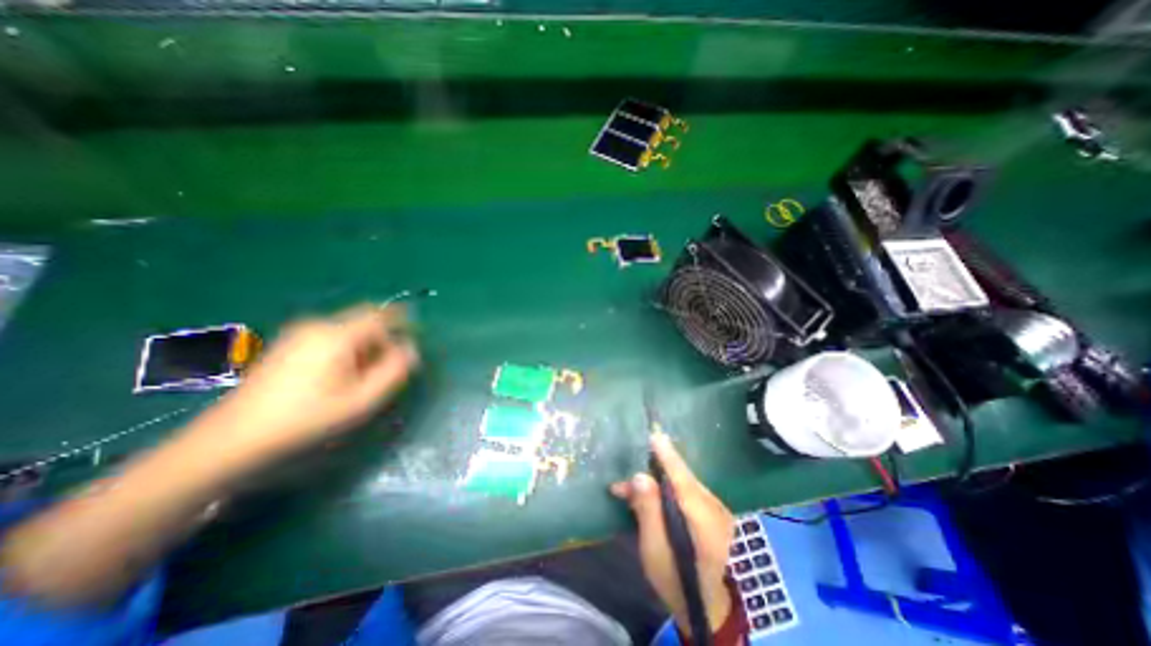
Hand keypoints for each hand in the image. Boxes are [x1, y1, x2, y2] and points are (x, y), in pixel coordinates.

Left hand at [199, 306, 418, 457]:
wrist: (232, 439)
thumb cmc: (308, 418)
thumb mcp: (363, 399)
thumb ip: (394, 370)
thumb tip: (410, 348)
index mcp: (337, 334)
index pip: (382, 314)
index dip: (403, 321)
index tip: (416, 337)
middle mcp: (318, 325)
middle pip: (365, 319)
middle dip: (384, 337)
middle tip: (390, 365)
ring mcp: (299, 333)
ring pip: (349, 329)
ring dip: (366, 345)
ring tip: (365, 376)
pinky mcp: (288, 344)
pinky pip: (332, 336)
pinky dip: (348, 348)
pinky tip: (340, 375)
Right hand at [610, 431, 736, 638]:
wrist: (706, 608)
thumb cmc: (675, 580)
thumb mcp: (654, 550)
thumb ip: (648, 510)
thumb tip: (640, 476)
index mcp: (704, 520)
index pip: (682, 480)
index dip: (667, 457)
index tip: (655, 436)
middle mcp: (715, 509)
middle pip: (681, 480)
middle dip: (652, 473)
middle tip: (625, 479)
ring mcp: (717, 510)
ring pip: (682, 485)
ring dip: (656, 484)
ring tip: (630, 492)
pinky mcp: (713, 512)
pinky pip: (687, 493)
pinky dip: (667, 492)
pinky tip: (650, 498)